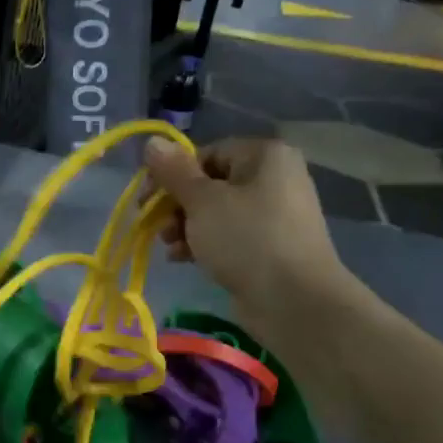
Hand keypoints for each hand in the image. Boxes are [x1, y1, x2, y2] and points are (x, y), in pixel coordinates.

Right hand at [142, 137, 354, 344]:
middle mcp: (274, 178)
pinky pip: (229, 235)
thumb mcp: (202, 201)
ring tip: (169, 247)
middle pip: (209, 183)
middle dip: (176, 205)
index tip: (147, 200)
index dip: (172, 174)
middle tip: (156, 226)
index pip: (206, 154)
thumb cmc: (246, 239)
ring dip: (185, 227)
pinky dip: (204, 243)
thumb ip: (174, 171)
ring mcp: (274, 214)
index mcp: (264, 156)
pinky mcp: (270, 245)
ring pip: (216, 212)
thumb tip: (152, 142)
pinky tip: (183, 259)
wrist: (295, 301)